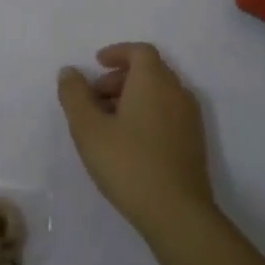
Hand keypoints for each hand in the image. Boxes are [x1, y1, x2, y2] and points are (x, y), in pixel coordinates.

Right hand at [59, 43, 215, 240]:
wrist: (177, 212)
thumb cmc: (128, 163)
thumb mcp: (88, 128)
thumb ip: (75, 95)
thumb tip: (71, 72)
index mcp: (154, 81)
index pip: (140, 51)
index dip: (118, 53)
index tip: (97, 64)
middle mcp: (177, 92)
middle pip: (150, 71)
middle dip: (120, 77)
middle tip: (95, 97)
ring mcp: (190, 118)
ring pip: (160, 93)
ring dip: (133, 97)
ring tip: (107, 123)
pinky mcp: (194, 142)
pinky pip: (168, 113)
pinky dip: (147, 113)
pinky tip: (129, 142)